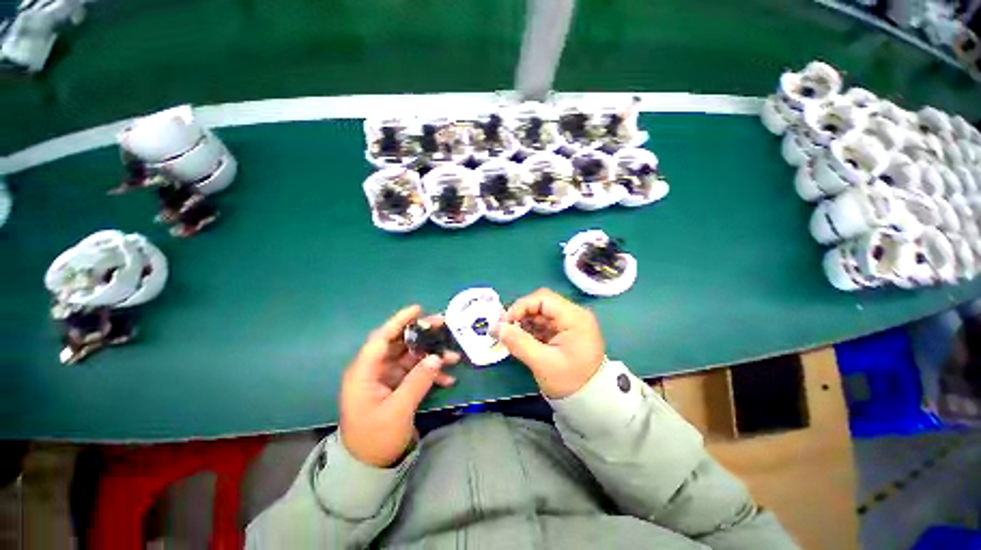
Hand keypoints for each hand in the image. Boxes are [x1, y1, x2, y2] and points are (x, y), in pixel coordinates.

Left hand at [339, 305, 459, 467]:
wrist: (369, 467)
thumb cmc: (375, 439)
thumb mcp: (397, 411)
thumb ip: (417, 382)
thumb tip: (436, 358)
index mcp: (364, 372)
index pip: (381, 338)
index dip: (399, 321)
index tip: (418, 309)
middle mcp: (374, 370)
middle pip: (399, 343)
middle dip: (422, 334)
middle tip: (443, 325)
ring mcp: (386, 378)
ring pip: (411, 357)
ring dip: (431, 355)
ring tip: (454, 355)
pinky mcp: (396, 386)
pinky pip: (415, 372)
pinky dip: (430, 373)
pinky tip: (448, 379)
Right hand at [496, 288, 604, 398]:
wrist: (589, 401)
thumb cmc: (569, 382)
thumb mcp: (542, 363)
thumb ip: (519, 343)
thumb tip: (496, 327)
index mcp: (575, 318)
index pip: (543, 298)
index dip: (521, 306)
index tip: (505, 322)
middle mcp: (574, 314)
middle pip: (541, 303)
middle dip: (521, 313)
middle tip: (505, 328)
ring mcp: (570, 322)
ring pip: (540, 312)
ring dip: (524, 321)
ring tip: (510, 335)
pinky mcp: (565, 330)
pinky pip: (543, 322)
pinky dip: (530, 328)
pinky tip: (521, 339)